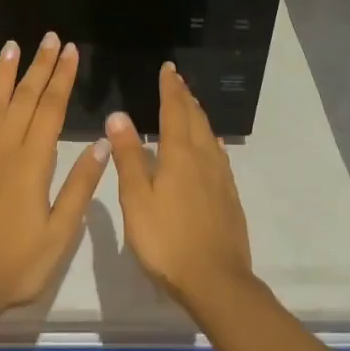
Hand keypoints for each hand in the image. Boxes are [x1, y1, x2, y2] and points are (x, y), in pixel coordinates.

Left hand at [0, 33, 110, 312]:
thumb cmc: (18, 264)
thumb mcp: (61, 232)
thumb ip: (80, 185)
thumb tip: (103, 142)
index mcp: (34, 162)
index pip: (52, 109)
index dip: (63, 78)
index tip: (71, 51)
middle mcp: (4, 149)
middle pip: (25, 98)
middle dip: (40, 66)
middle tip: (50, 38)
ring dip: (3, 74)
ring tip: (12, 46)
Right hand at [105, 63, 254, 311]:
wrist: (216, 281)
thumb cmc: (167, 240)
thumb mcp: (137, 199)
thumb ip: (129, 156)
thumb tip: (119, 115)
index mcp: (179, 154)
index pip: (175, 110)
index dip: (170, 88)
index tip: (168, 68)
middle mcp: (204, 158)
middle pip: (196, 118)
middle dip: (185, 97)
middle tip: (178, 81)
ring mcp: (221, 178)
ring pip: (209, 135)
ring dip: (198, 115)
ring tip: (191, 106)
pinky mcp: (229, 197)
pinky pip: (219, 156)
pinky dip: (210, 140)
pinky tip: (210, 147)